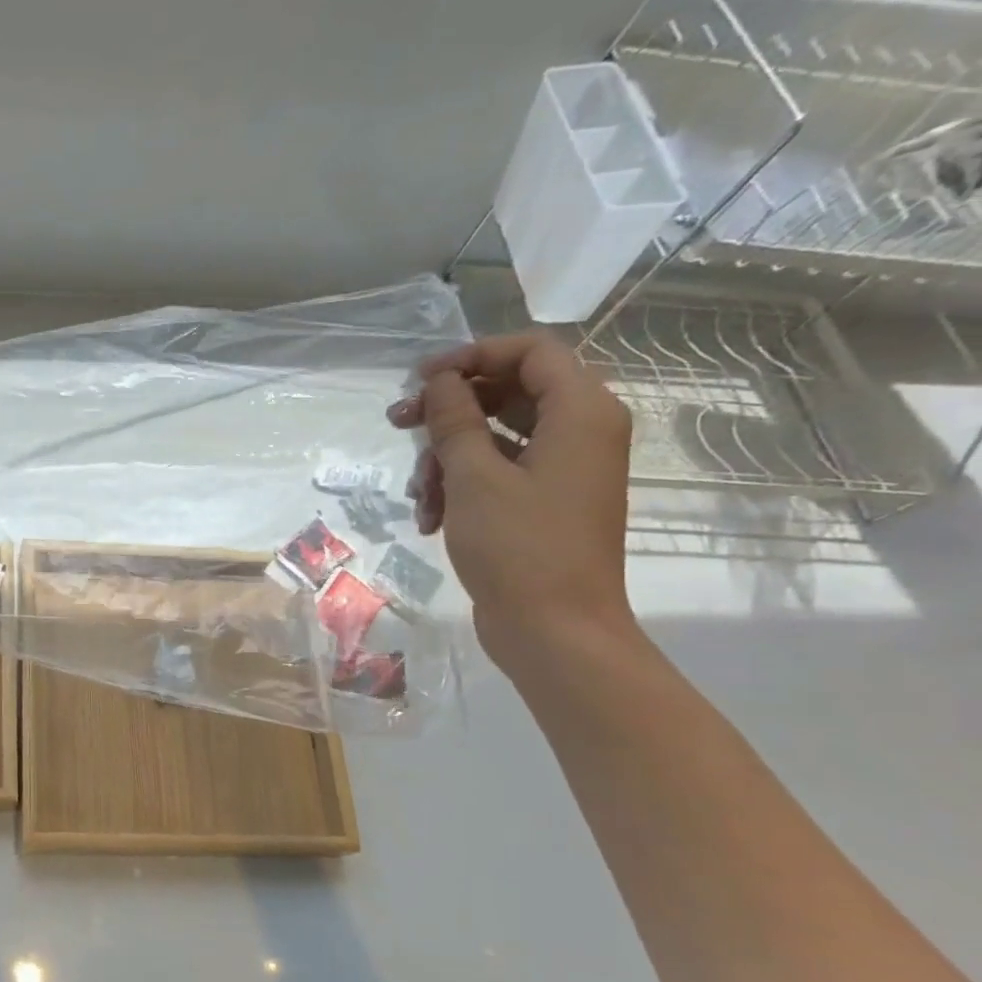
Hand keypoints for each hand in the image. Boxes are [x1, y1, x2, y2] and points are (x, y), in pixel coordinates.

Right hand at [387, 332, 635, 676]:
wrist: (554, 630)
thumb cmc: (518, 547)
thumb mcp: (473, 477)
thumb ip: (455, 420)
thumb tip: (441, 381)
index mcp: (581, 412)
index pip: (530, 352)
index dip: (473, 356)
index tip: (421, 379)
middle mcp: (580, 432)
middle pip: (509, 392)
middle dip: (450, 410)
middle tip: (399, 423)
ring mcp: (562, 470)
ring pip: (496, 436)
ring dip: (447, 457)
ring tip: (418, 494)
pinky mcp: (543, 503)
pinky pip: (498, 473)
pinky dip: (460, 487)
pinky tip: (429, 518)